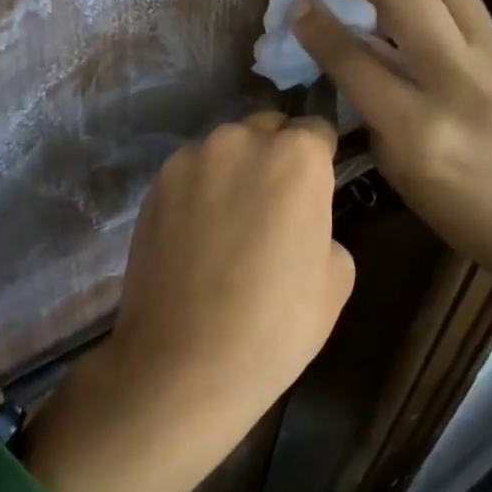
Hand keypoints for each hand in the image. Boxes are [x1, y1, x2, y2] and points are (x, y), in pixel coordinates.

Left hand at [28, 113, 353, 491]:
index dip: (320, 159)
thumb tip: (300, 216)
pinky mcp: (155, 183)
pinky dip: (200, 190)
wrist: (185, 361)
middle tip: (273, 205)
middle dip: (276, 155)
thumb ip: (324, 222)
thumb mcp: (337, 276)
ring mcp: (191, 158)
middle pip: (268, 130)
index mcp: (297, 156)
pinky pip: (191, 173)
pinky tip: (197, 235)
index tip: (315, 188)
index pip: (317, 130)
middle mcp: (241, 140)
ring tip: (230, 223)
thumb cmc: (277, 323)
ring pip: (226, 150)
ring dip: (235, 171)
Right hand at [290, 0, 491, 289]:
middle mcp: (459, 83)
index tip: (300, 6)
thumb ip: (371, 110)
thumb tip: (351, 56)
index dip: (317, 25)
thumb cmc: (468, 216)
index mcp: (419, 131)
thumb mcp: (401, 173)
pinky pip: (467, 8)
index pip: (354, 58)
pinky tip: (427, 32)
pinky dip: (435, 8)